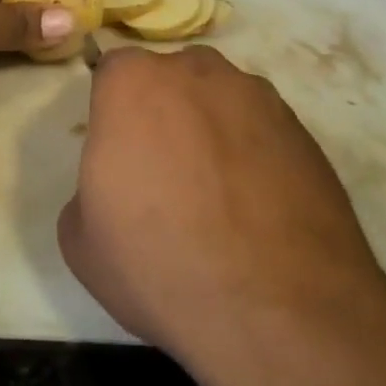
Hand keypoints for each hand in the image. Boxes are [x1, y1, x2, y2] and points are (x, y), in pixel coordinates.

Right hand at [58, 46, 385, 380]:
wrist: (280, 313)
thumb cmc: (160, 264)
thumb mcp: (80, 239)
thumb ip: (87, 189)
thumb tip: (116, 188)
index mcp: (133, 83)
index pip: (113, 73)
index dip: (112, 112)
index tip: (118, 154)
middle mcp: (197, 72)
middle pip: (171, 79)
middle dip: (164, 113)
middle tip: (164, 174)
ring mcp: (258, 98)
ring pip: (221, 101)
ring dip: (212, 131)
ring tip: (218, 198)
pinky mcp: (304, 133)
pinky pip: (263, 133)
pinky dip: (255, 158)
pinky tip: (257, 212)